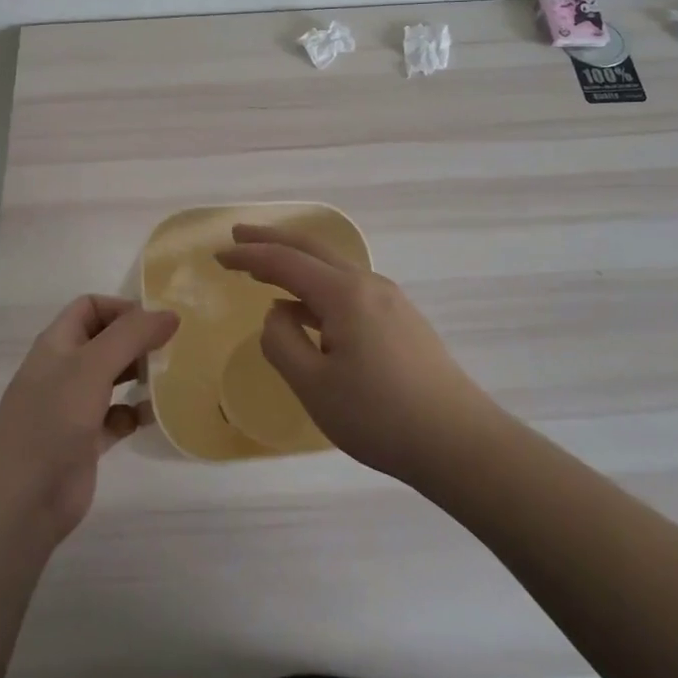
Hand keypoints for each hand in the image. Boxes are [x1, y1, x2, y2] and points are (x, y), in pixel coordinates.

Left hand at [0, 296, 178, 543]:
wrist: (20, 499)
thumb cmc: (52, 419)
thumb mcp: (92, 366)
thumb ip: (132, 335)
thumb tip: (171, 313)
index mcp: (58, 344)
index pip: (90, 307)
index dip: (122, 308)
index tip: (157, 322)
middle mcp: (65, 370)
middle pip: (105, 342)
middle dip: (137, 341)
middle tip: (174, 348)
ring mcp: (74, 408)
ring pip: (113, 379)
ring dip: (140, 375)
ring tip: (171, 377)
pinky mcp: (85, 443)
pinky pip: (117, 418)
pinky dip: (135, 414)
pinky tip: (153, 416)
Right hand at [217, 224, 493, 480]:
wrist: (459, 442)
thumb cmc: (380, 416)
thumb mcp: (314, 386)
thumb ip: (282, 342)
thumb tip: (278, 313)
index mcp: (344, 293)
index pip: (285, 261)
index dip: (248, 255)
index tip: (218, 255)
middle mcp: (368, 284)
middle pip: (312, 248)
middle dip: (272, 239)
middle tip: (238, 234)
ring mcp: (390, 300)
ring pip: (333, 268)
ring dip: (296, 263)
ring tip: (265, 271)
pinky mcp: (401, 320)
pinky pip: (348, 288)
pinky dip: (317, 286)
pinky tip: (307, 308)